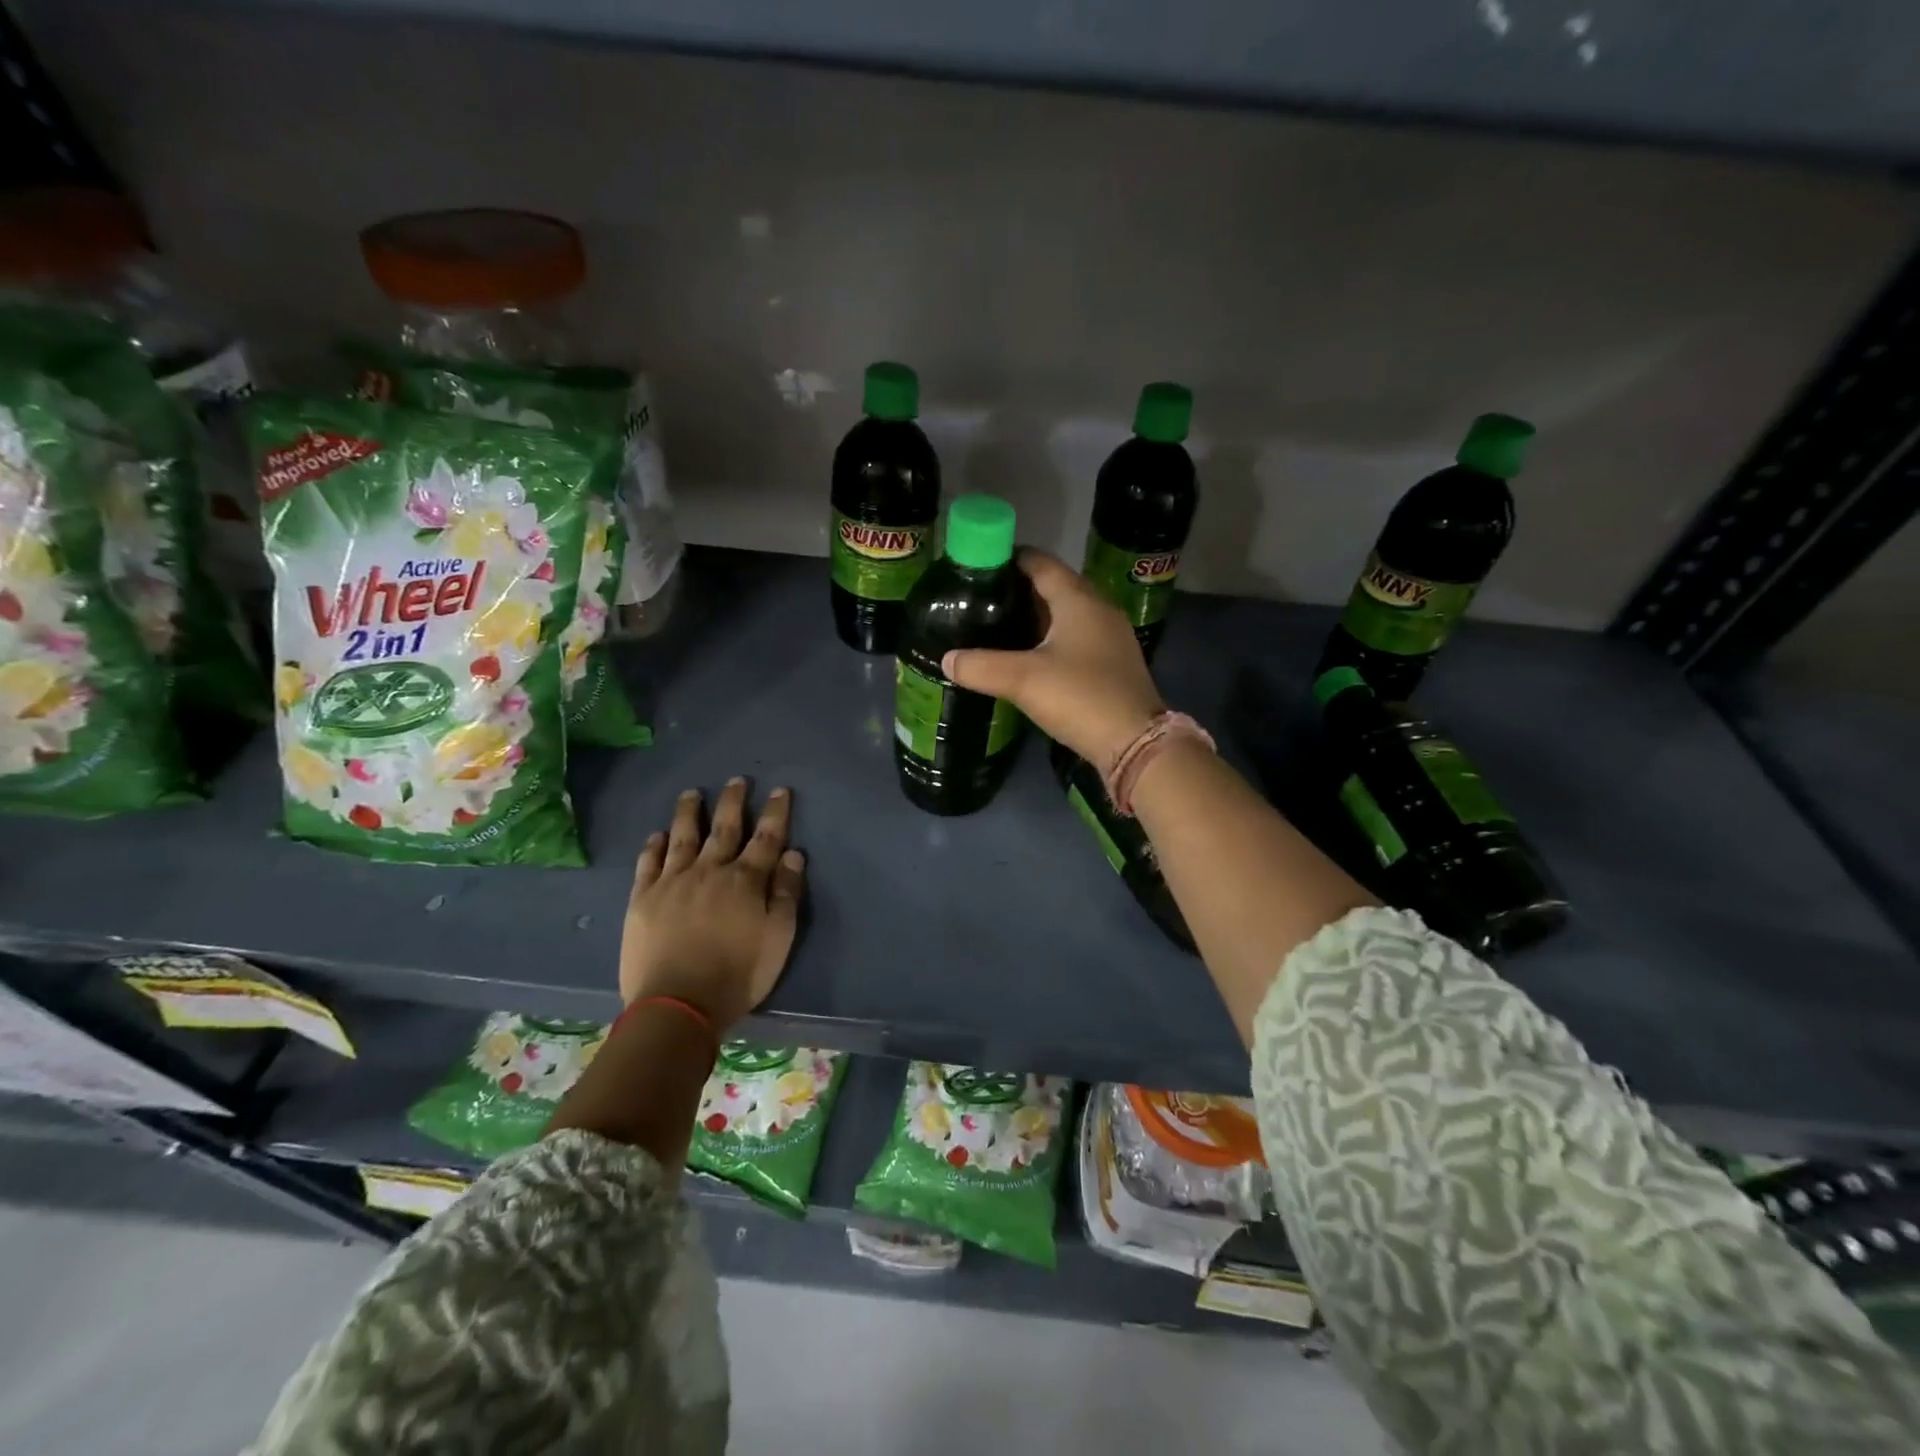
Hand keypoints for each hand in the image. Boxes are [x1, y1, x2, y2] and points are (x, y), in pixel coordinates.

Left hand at [619, 779, 805, 1028]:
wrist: (677, 1004)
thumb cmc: (738, 974)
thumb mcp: (779, 937)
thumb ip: (787, 893)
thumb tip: (794, 854)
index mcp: (746, 880)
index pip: (766, 837)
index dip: (775, 812)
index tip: (779, 791)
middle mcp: (710, 870)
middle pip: (724, 828)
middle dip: (733, 801)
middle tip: (736, 780)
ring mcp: (673, 881)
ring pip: (683, 836)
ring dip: (689, 812)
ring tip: (691, 793)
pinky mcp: (643, 898)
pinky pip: (649, 862)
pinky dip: (654, 845)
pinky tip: (658, 835)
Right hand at [942, 549, 1163, 767]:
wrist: (1135, 743)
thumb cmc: (1080, 697)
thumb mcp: (1023, 680)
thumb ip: (980, 666)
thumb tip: (947, 659)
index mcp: (1078, 599)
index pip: (1041, 563)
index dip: (1010, 558)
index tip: (978, 566)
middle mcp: (1099, 608)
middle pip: (1055, 586)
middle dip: (1020, 589)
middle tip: (983, 598)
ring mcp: (1110, 636)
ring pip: (1067, 613)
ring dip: (1036, 616)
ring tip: (999, 625)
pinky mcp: (1113, 662)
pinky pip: (1077, 637)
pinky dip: (1052, 638)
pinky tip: (1031, 656)